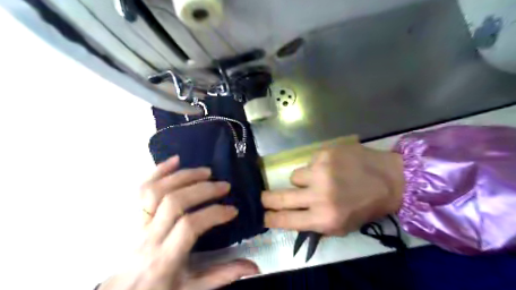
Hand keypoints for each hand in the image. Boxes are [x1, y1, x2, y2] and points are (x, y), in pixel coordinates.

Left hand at [99, 156, 257, 289]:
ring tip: (206, 171)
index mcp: (165, 258)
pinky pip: (142, 188)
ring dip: (183, 176)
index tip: (233, 210)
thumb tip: (254, 267)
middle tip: (224, 185)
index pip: (189, 226)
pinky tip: (176, 161)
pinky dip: (159, 171)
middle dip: (203, 189)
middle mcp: (150, 237)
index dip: (213, 213)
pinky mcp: (134, 214)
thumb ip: (223, 276)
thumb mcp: (192, 288)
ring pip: (157, 190)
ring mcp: (138, 223)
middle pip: (174, 202)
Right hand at [263, 142, 401, 234]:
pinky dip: (316, 166)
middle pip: (280, 197)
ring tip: (320, 178)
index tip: (262, 215)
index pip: (285, 220)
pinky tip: (333, 167)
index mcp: (324, 218)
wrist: (391, 179)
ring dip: (303, 179)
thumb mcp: (342, 226)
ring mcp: (321, 171)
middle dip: (267, 199)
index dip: (270, 218)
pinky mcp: (325, 153)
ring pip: (294, 176)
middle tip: (262, 197)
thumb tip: (290, 217)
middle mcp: (319, 195)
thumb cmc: (366, 206)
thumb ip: (315, 224)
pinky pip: (309, 162)